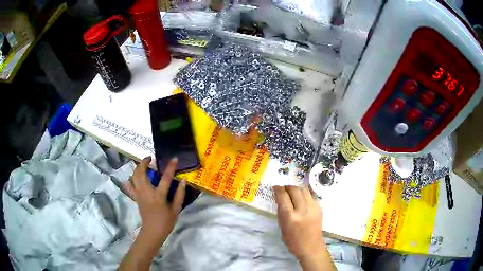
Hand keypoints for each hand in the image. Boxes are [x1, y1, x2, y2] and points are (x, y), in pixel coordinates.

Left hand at [124, 157, 185, 242]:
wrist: (153, 231)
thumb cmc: (166, 222)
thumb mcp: (176, 209)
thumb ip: (180, 194)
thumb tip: (183, 181)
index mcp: (158, 196)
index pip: (165, 178)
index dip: (170, 167)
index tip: (174, 159)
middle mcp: (146, 192)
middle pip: (141, 173)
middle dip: (144, 162)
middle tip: (150, 158)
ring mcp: (139, 194)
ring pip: (133, 177)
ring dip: (137, 168)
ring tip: (143, 165)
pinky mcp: (135, 197)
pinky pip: (129, 186)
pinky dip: (130, 179)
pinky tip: (134, 177)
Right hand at [274, 186, 323, 259]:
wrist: (311, 247)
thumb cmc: (293, 240)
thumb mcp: (282, 227)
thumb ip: (281, 211)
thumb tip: (279, 198)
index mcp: (291, 217)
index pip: (283, 196)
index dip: (278, 188)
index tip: (275, 186)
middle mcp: (302, 210)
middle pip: (294, 189)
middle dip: (287, 186)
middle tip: (283, 188)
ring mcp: (313, 208)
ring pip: (304, 190)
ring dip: (296, 188)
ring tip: (292, 191)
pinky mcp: (319, 208)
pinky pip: (310, 196)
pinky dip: (304, 194)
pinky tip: (301, 198)